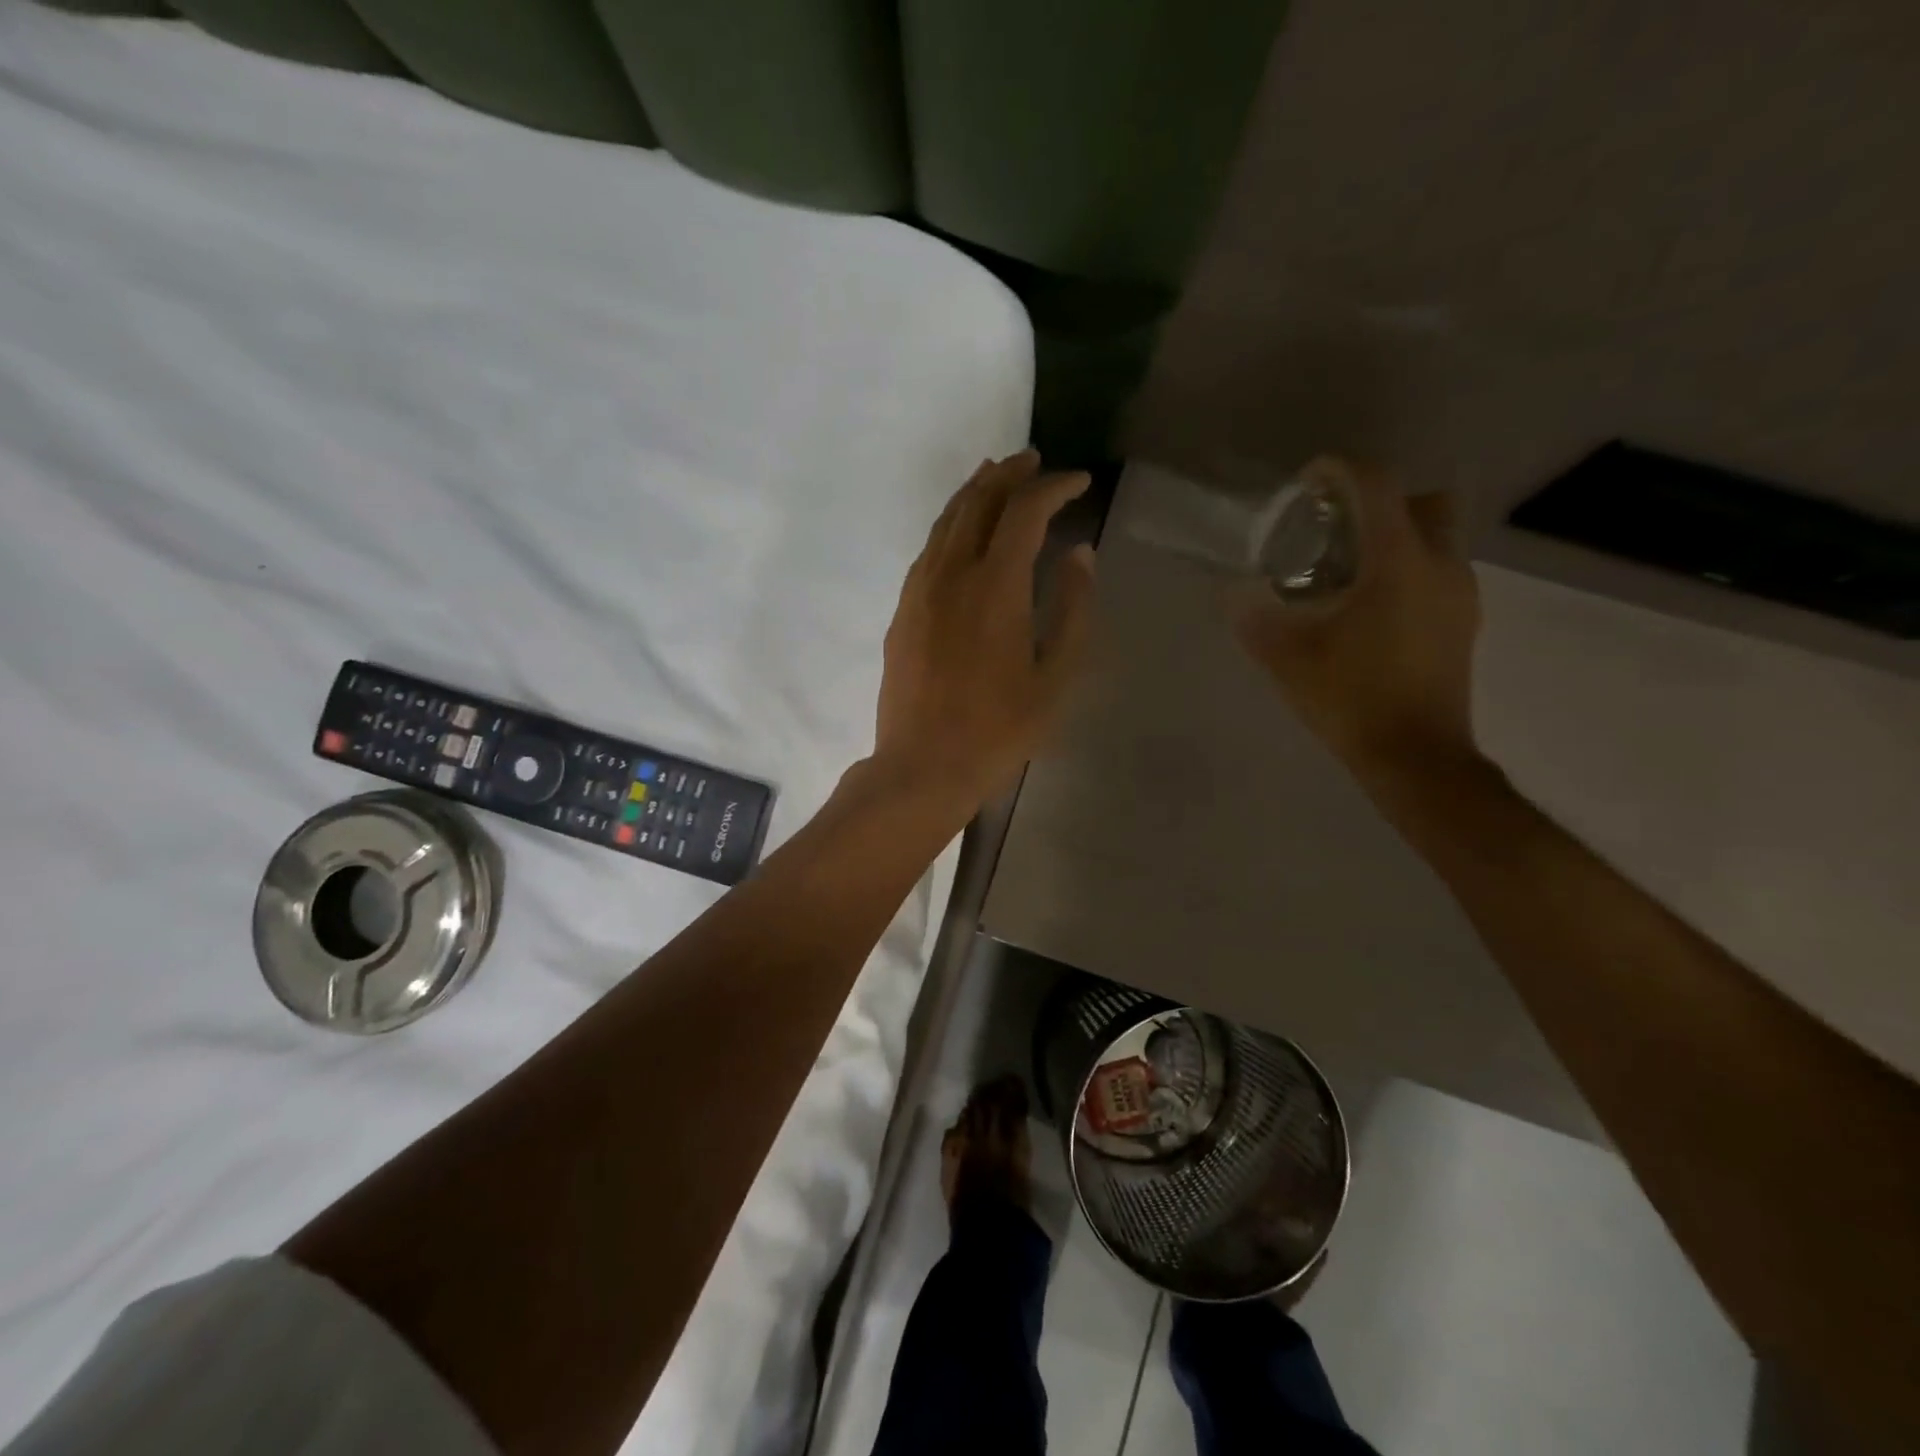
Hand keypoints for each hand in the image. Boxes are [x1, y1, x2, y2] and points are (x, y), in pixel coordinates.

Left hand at [874, 451, 1096, 810]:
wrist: (922, 766)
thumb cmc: (999, 730)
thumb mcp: (1054, 676)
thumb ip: (1071, 609)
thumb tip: (1079, 554)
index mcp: (996, 586)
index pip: (1024, 511)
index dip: (1053, 487)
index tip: (1079, 482)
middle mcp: (952, 574)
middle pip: (978, 501)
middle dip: (1009, 474)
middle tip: (1035, 461)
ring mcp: (919, 590)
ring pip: (946, 521)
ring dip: (975, 492)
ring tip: (997, 477)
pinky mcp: (902, 611)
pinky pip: (929, 549)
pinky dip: (951, 526)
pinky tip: (963, 533)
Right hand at [1231, 457, 1481, 781]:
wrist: (1415, 757)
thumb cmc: (1351, 698)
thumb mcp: (1286, 657)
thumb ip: (1254, 616)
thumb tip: (1232, 591)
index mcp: (1398, 562)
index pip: (1377, 484)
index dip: (1339, 469)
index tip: (1307, 482)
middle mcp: (1440, 565)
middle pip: (1423, 500)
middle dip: (1380, 500)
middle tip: (1335, 528)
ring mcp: (1460, 594)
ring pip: (1436, 537)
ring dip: (1396, 536)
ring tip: (1347, 571)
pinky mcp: (1464, 622)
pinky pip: (1439, 572)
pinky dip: (1408, 569)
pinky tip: (1370, 608)